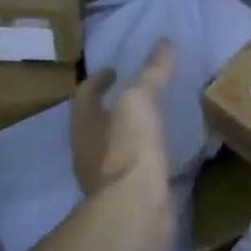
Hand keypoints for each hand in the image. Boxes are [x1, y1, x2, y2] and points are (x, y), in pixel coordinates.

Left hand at [71, 41, 175, 241]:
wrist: (135, 207)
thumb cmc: (129, 148)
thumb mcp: (140, 101)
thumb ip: (151, 74)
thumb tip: (164, 42)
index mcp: (84, 124)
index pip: (86, 94)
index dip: (99, 79)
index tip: (115, 69)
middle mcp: (88, 150)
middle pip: (96, 122)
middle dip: (112, 107)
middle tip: (137, 94)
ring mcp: (106, 177)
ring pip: (115, 147)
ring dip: (130, 134)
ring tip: (155, 122)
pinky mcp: (128, 196)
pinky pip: (136, 170)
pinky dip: (147, 158)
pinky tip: (166, 154)